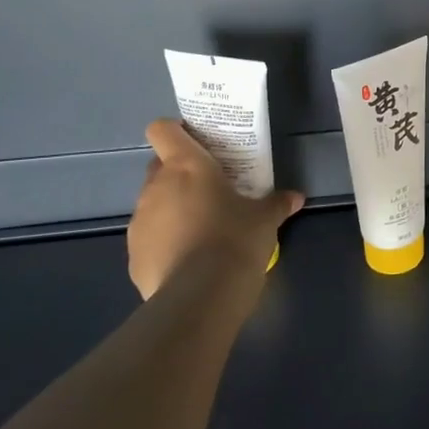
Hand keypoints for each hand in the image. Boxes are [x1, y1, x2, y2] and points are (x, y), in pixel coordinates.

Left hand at [126, 120, 303, 298]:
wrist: (200, 298)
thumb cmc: (235, 239)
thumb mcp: (265, 219)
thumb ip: (277, 203)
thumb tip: (295, 197)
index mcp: (185, 166)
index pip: (163, 130)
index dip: (176, 132)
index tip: (197, 144)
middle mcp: (155, 188)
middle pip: (158, 166)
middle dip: (179, 174)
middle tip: (209, 189)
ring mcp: (139, 223)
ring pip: (153, 203)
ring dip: (172, 209)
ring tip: (202, 229)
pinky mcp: (134, 257)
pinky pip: (149, 238)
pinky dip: (165, 242)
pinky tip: (189, 260)